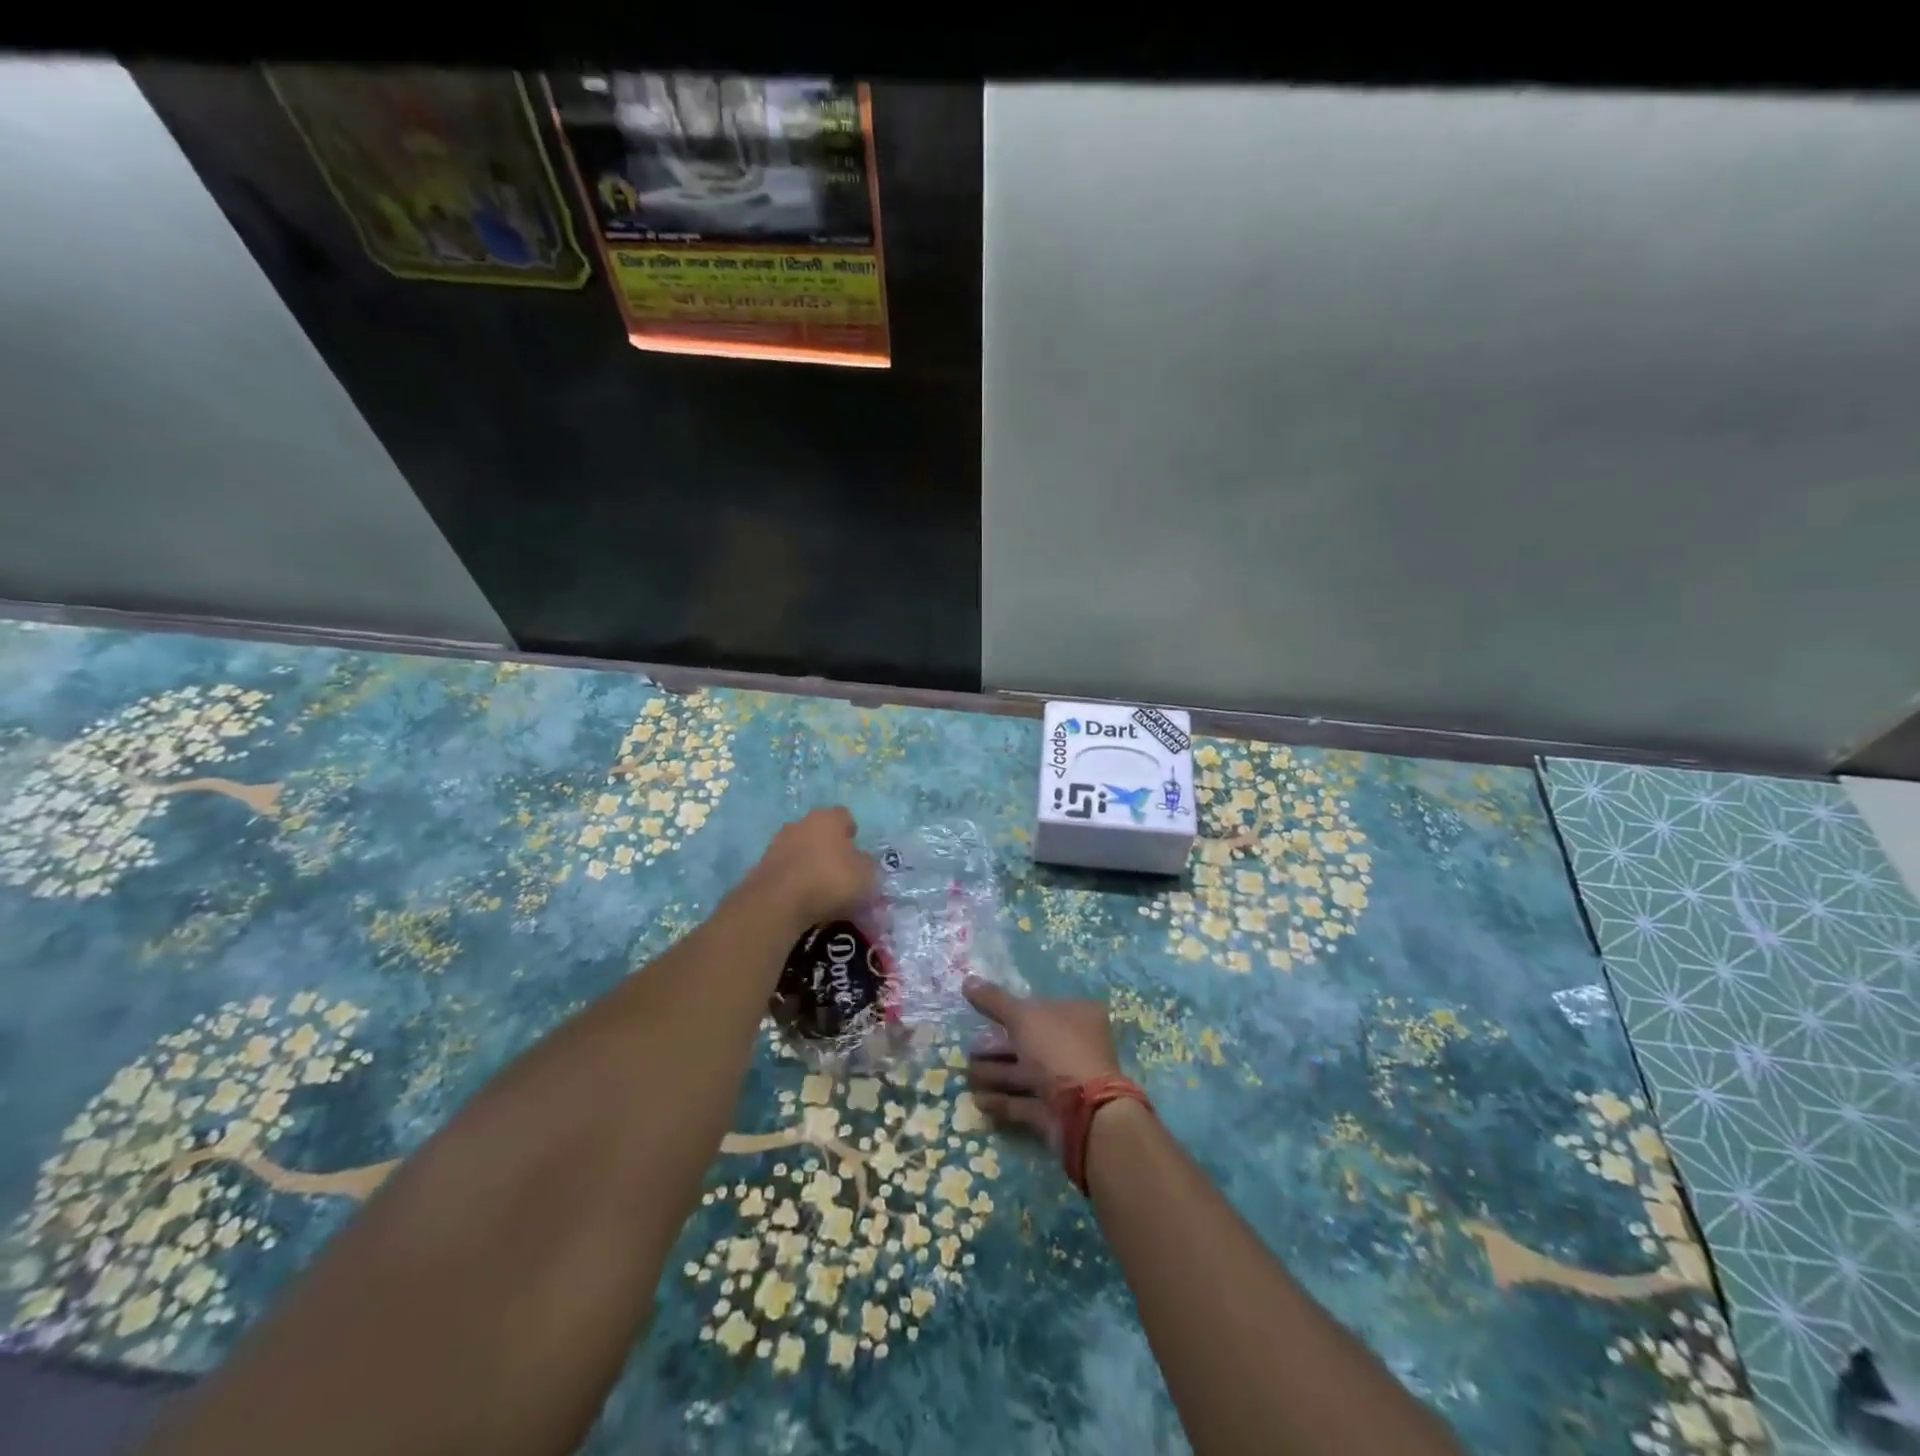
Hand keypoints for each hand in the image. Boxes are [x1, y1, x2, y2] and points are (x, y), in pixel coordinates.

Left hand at [748, 808, 875, 928]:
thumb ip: (869, 866)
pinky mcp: (762, 866)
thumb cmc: (830, 880)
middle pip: (819, 831)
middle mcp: (801, 823)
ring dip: (809, 864)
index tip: (857, 850)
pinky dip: (794, 880)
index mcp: (828, 819)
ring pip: (800, 850)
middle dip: (829, 848)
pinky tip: (802, 899)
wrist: (778, 902)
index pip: (844, 816)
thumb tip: (864, 864)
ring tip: (820, 889)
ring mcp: (778, 843)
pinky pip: (786, 869)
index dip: (851, 832)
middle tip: (840, 871)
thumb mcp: (867, 876)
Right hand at [963, 978, 1122, 1149]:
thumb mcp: (1022, 1017)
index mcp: (1078, 1015)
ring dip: (995, 1073)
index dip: (1011, 1011)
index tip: (984, 1017)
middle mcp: (1076, 1046)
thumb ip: (994, 1000)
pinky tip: (979, 1100)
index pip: (1040, 1007)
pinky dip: (1003, 1101)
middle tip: (969, 1050)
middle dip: (996, 1047)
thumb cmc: (1057, 1050)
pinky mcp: (1057, 1112)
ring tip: (967, 1075)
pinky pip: (1025, 1102)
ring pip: (1025, 1073)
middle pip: (1029, 1042)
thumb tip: (967, 980)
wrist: (1084, 1112)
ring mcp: (1068, 1082)